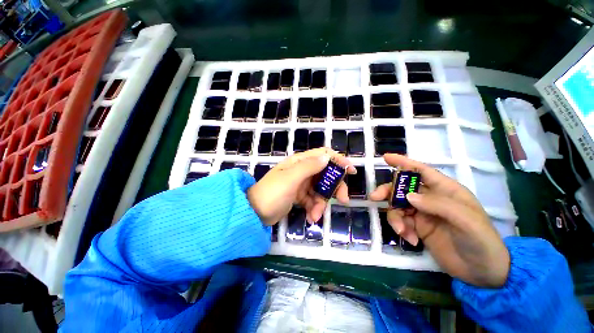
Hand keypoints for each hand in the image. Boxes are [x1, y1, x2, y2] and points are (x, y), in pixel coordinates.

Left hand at [247, 148, 355, 225]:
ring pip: (320, 190)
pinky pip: (313, 200)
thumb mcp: (290, 179)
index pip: (323, 155)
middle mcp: (302, 170)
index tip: (350, 172)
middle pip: (326, 174)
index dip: (338, 160)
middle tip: (342, 200)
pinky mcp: (299, 196)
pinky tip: (310, 218)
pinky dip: (314, 209)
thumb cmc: (272, 193)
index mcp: (299, 162)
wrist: (254, 213)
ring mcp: (301, 184)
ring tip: (315, 215)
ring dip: (321, 203)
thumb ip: (309, 167)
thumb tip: (327, 157)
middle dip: (334, 187)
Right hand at [370, 154, 509, 287]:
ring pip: (398, 206)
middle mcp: (431, 199)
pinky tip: (410, 240)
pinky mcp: (418, 227)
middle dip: (388, 192)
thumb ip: (438, 205)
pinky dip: (401, 229)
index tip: (385, 158)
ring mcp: (423, 213)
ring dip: (395, 217)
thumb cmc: (481, 241)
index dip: (403, 162)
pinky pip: (401, 222)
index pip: (421, 171)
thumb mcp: (466, 221)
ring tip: (402, 231)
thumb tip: (407, 196)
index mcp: (445, 190)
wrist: (482, 272)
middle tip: (375, 198)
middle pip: (402, 188)